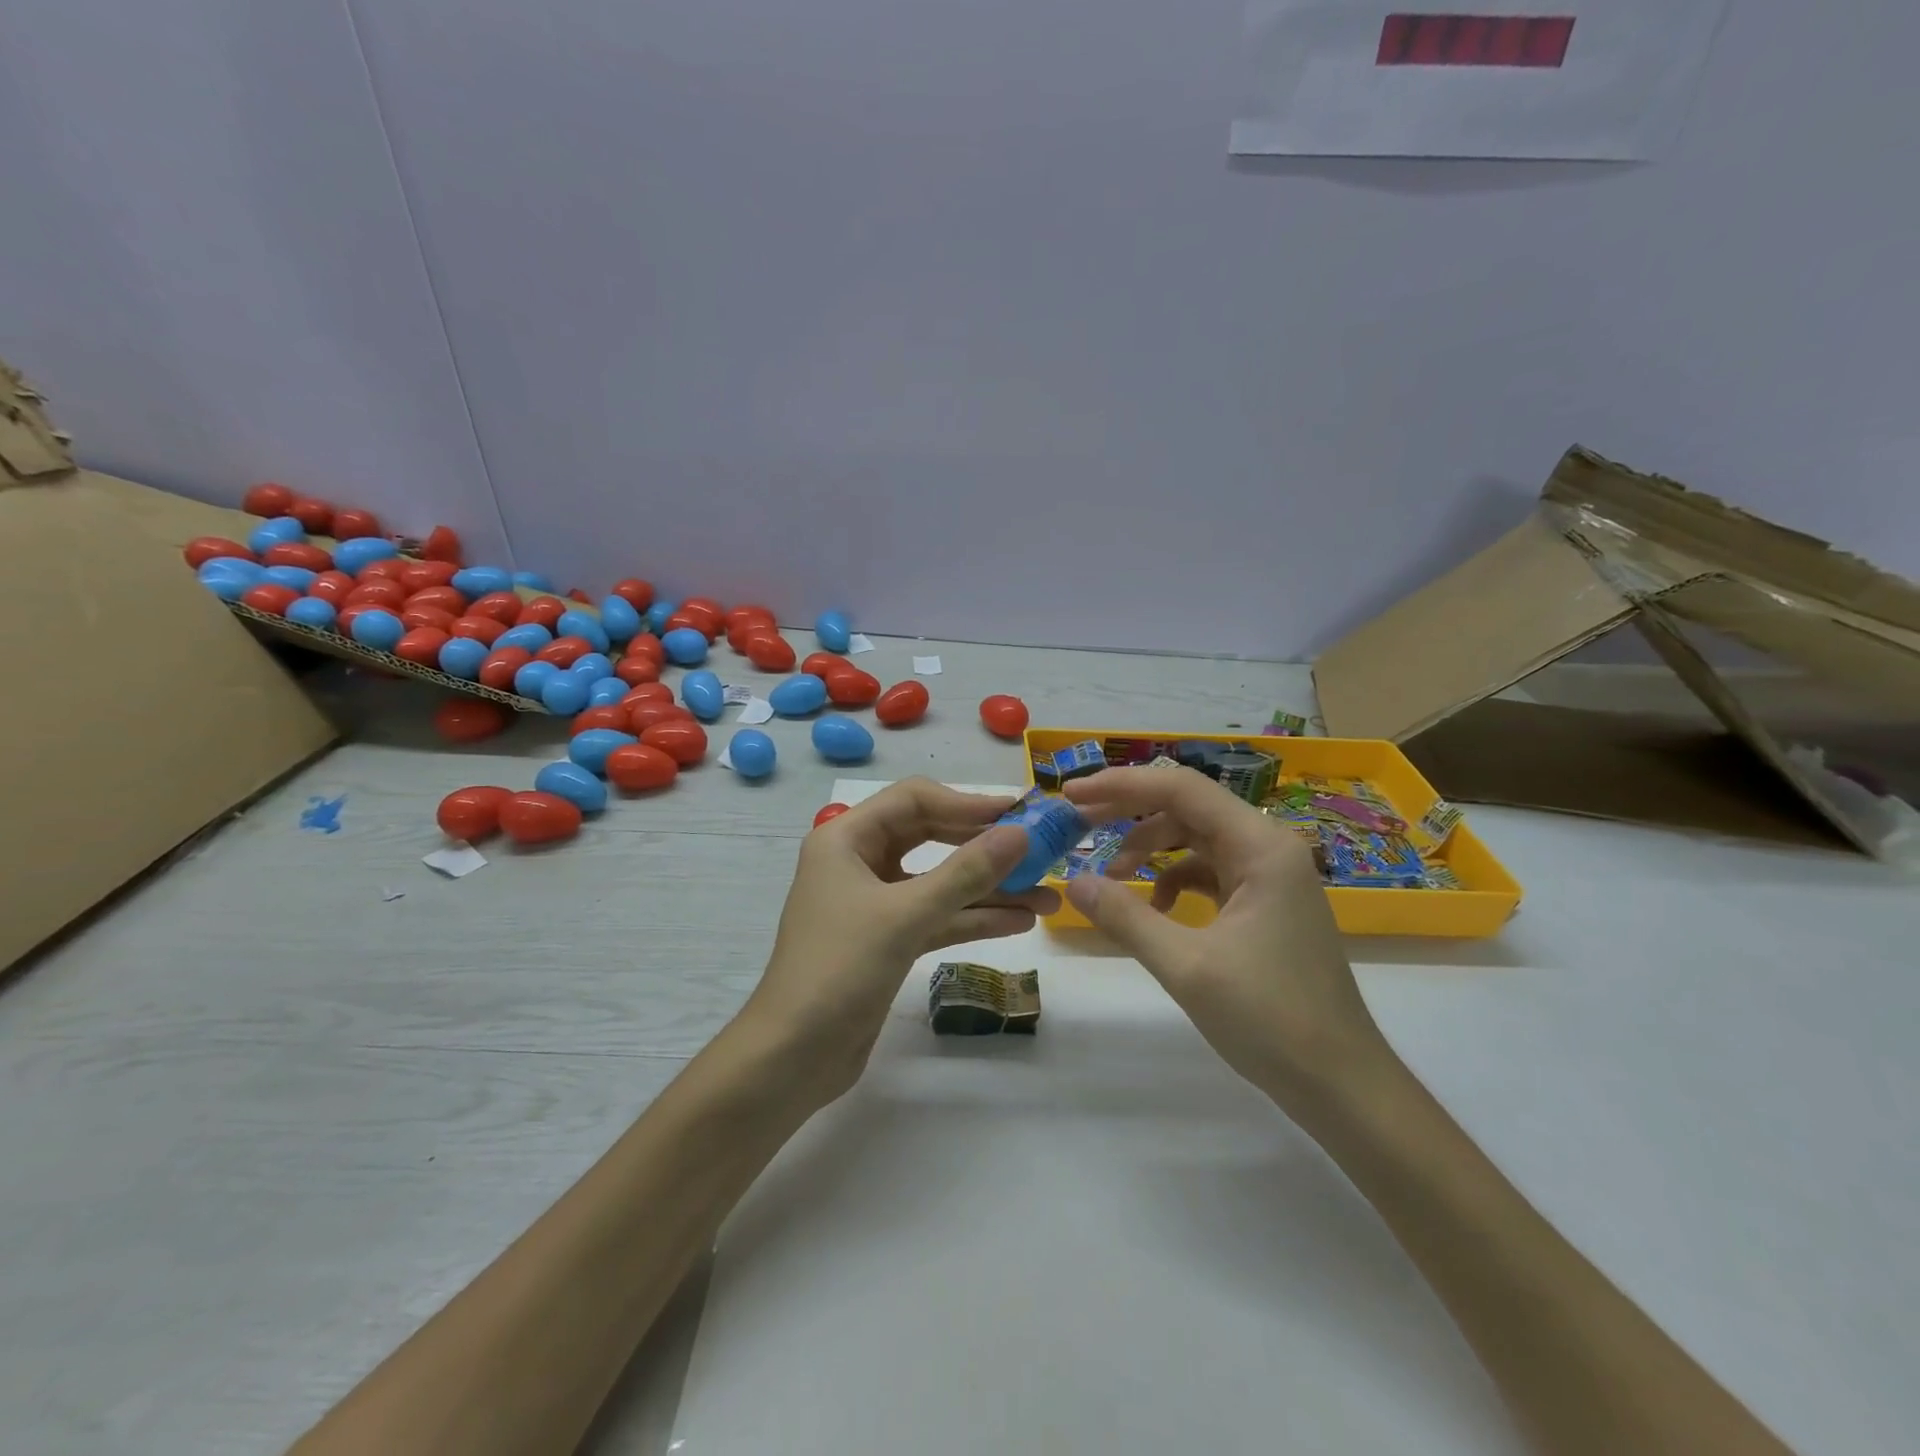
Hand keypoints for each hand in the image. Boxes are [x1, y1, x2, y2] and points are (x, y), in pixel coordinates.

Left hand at [738, 778, 1059, 1103]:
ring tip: (1047, 895)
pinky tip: (1019, 921)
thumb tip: (1020, 833)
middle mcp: (858, 861)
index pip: (914, 800)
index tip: (1019, 814)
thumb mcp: (905, 915)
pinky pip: (937, 916)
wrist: (792, 1058)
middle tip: (1038, 849)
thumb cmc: (839, 970)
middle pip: (931, 836)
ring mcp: (874, 903)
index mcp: (846, 838)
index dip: (968, 803)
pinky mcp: (887, 940)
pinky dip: (974, 918)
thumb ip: (966, 873)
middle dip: (984, 846)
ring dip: (989, 888)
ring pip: (939, 881)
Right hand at [1061, 765, 1391, 1109]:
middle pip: (1187, 809)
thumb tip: (1073, 882)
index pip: (1181, 789)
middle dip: (1129, 814)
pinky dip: (1172, 882)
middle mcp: (1268, 849)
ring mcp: (1270, 877)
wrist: (1342, 1085)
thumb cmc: (1270, 1019)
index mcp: (1261, 847)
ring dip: (1150, 851)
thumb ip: (1126, 917)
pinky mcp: (1265, 905)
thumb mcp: (1186, 966)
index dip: (1121, 785)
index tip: (1071, 793)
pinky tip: (1154, 911)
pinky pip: (1208, 873)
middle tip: (1077, 825)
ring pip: (1195, 840)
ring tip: (1112, 880)